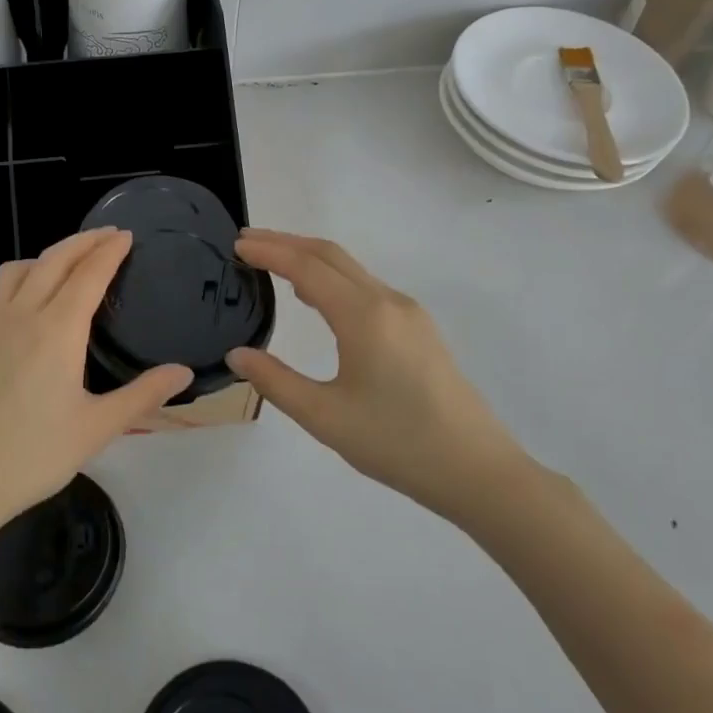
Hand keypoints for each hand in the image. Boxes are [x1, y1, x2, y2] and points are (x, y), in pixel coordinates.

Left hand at [0, 228, 192, 534]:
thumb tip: (184, 372)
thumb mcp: (96, 429)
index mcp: (57, 330)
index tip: (126, 235)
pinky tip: (27, 297)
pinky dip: (21, 274)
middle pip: (54, 259)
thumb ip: (143, 396)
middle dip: (84, 241)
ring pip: (20, 268)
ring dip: (49, 255)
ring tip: (70, 263)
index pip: (88, 274)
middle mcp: (20, 314)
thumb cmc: (31, 457)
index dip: (109, 250)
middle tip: (108, 235)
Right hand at [226, 229, 532, 520]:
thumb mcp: (324, 417)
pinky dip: (333, 278)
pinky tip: (317, 298)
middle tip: (247, 242)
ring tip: (273, 263)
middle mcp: (388, 302)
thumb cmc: (396, 443)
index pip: (307, 266)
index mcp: (364, 316)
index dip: (269, 251)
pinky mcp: (419, 329)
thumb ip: (276, 381)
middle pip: (331, 255)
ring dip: (311, 259)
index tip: (236, 244)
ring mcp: (409, 313)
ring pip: (352, 269)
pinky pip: (366, 287)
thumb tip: (237, 355)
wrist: (476, 470)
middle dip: (287, 242)